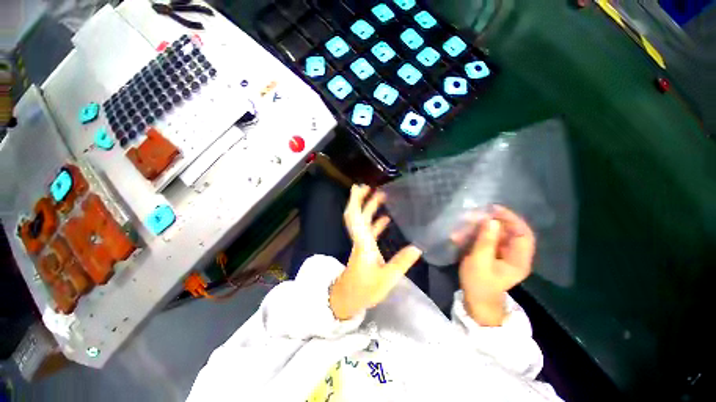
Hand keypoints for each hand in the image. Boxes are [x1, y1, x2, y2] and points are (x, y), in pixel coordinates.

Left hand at [330, 185, 422, 319]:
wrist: (347, 299)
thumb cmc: (364, 290)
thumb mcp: (386, 279)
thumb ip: (401, 263)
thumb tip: (418, 247)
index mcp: (363, 243)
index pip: (356, 217)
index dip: (356, 201)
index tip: (359, 187)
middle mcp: (360, 239)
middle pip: (357, 215)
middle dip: (361, 199)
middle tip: (370, 186)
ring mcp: (361, 243)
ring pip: (363, 221)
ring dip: (369, 208)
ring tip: (380, 196)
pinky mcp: (364, 249)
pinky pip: (368, 231)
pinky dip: (375, 222)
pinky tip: (385, 218)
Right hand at [452, 206, 535, 325]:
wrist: (476, 301)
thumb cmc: (479, 284)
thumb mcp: (479, 262)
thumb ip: (486, 241)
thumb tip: (492, 220)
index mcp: (519, 259)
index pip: (523, 233)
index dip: (511, 219)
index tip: (493, 209)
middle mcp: (515, 254)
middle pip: (508, 231)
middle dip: (489, 222)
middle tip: (471, 216)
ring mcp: (503, 254)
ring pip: (495, 234)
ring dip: (478, 229)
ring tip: (461, 227)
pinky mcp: (493, 254)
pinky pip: (486, 239)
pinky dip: (474, 235)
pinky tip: (459, 236)